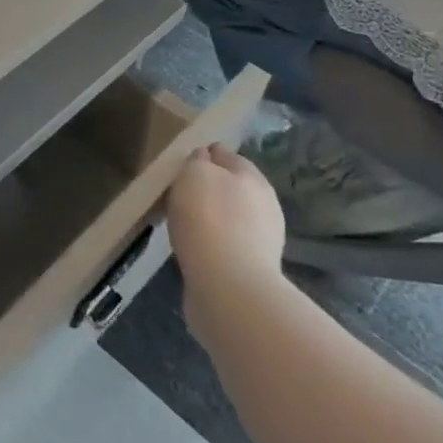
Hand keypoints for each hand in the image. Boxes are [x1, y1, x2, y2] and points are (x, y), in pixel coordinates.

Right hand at [167, 144, 286, 330]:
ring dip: (210, 218)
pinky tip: (192, 248)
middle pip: (230, 186)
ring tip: (182, 224)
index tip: (180, 165)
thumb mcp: (194, 173)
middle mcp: (264, 204)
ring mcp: (262, 239)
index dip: (203, 155)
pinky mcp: (253, 269)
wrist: (229, 288)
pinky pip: (226, 245)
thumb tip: (202, 160)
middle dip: (207, 188)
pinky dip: (210, 243)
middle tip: (178, 194)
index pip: (225, 154)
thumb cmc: (208, 219)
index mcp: (252, 177)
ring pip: (229, 217)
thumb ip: (197, 161)